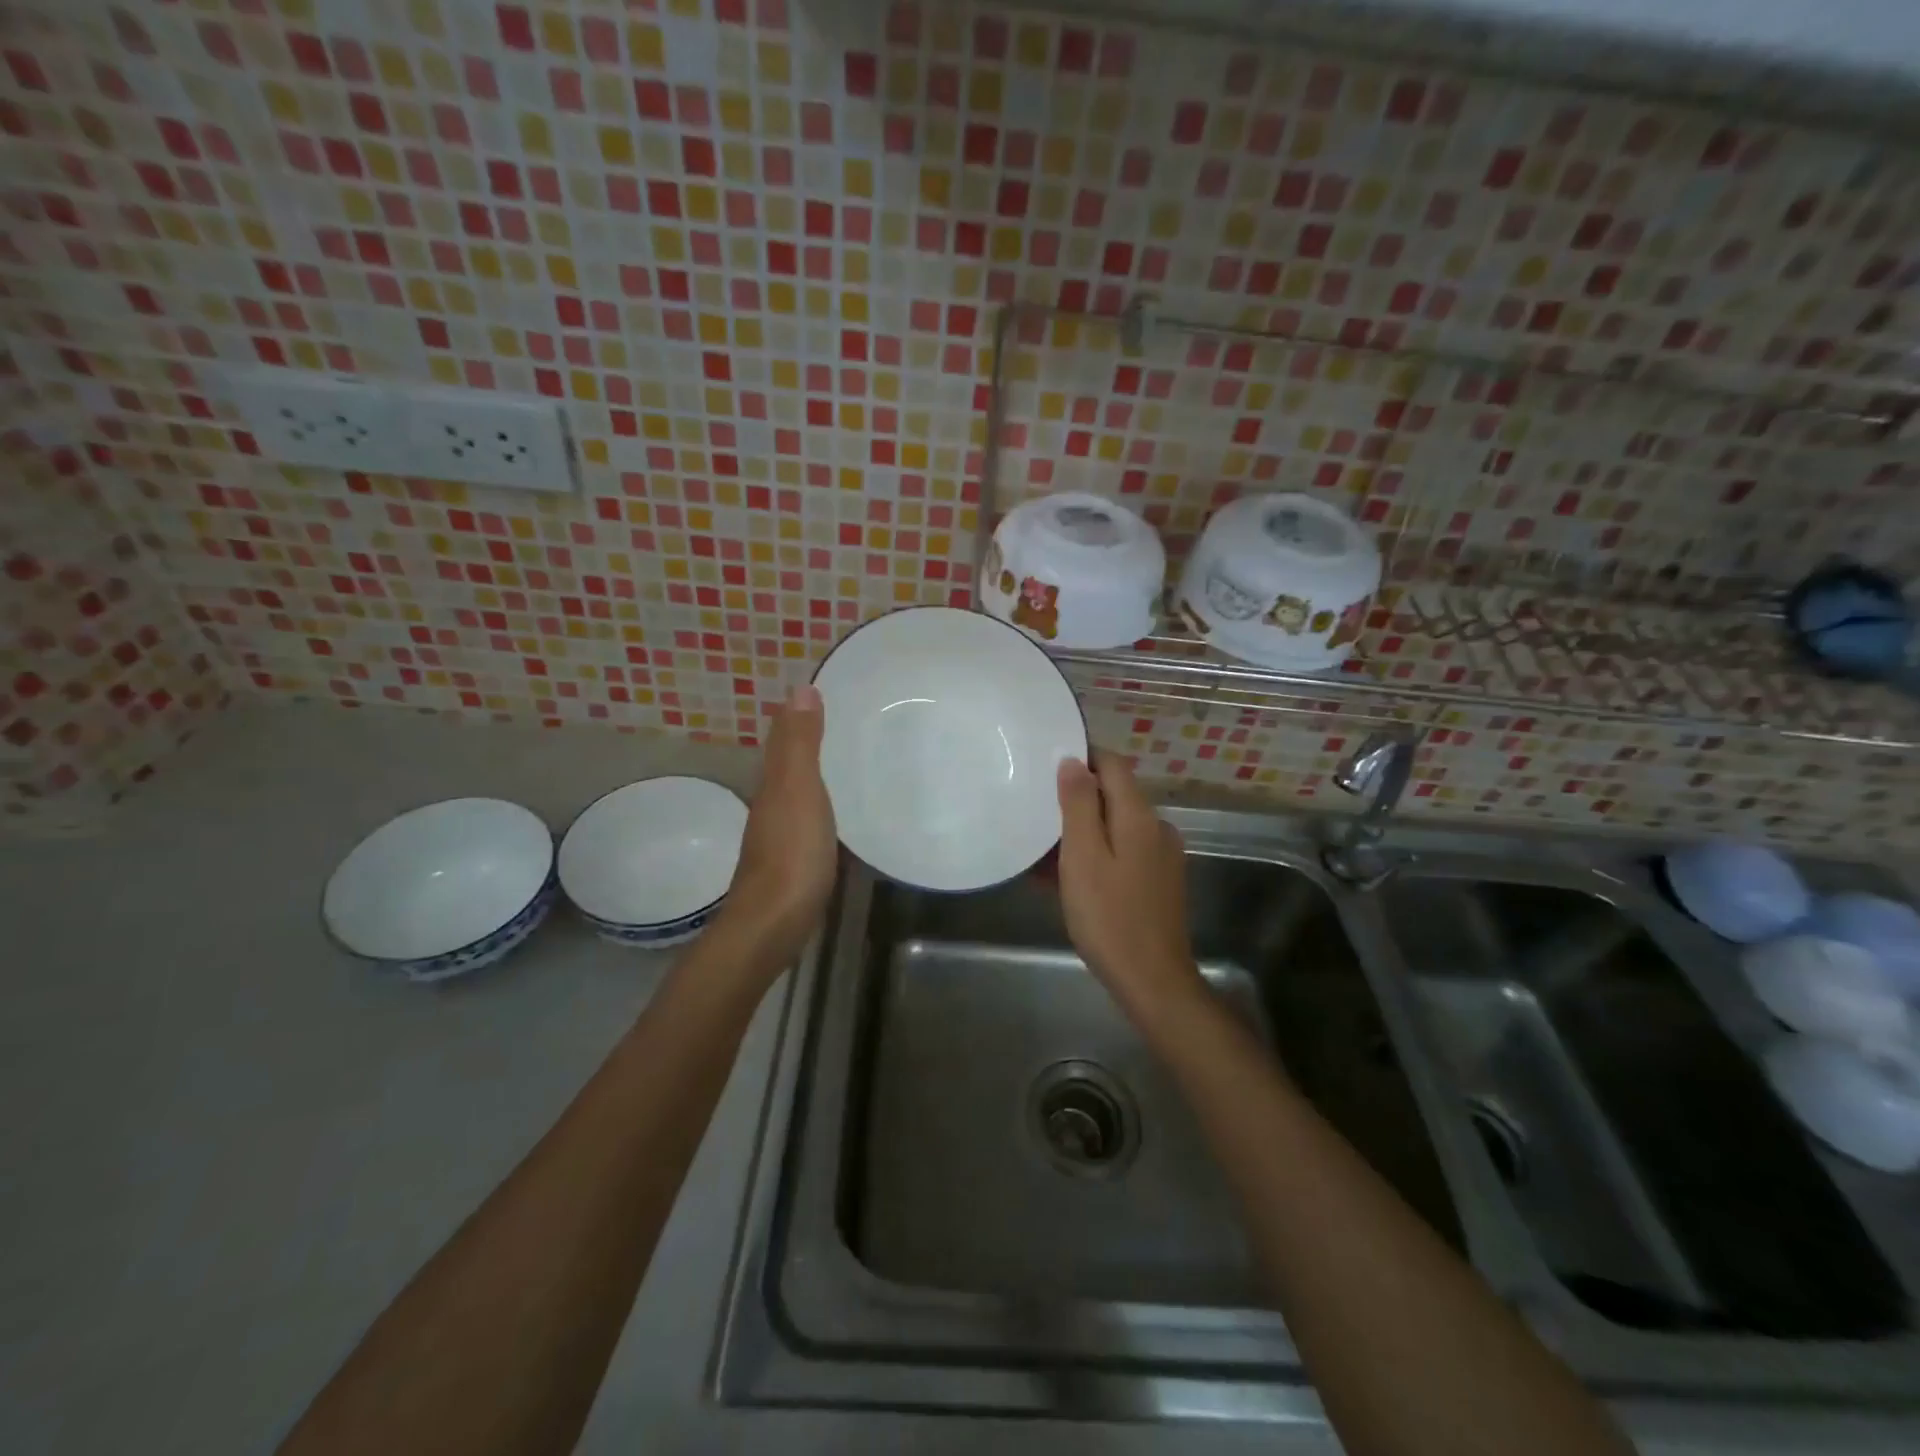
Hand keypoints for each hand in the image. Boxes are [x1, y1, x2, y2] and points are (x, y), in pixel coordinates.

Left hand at [718, 683, 837, 965]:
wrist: (774, 923)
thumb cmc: (791, 852)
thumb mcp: (798, 790)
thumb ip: (800, 744)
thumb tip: (799, 688)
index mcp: (774, 785)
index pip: (783, 741)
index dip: (797, 717)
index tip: (823, 694)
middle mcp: (772, 806)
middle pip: (788, 766)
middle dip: (808, 743)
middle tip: (843, 724)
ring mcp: (781, 837)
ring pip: (797, 794)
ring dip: (814, 776)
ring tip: (847, 762)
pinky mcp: (795, 864)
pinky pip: (808, 822)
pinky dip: (820, 808)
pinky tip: (838, 814)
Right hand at [1056, 753, 1202, 1021]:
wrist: (1152, 980)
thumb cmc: (1109, 916)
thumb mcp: (1083, 857)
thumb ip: (1078, 805)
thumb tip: (1073, 761)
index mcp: (1139, 816)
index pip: (1113, 764)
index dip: (1082, 758)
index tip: (1046, 766)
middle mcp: (1156, 827)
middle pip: (1114, 795)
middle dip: (1076, 800)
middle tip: (1036, 814)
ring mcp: (1161, 856)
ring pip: (1115, 827)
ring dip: (1082, 833)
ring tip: (1042, 853)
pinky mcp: (1159, 881)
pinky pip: (1122, 853)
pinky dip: (1095, 856)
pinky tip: (1066, 879)